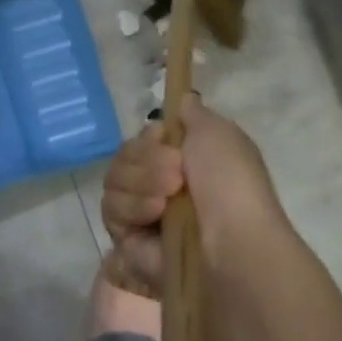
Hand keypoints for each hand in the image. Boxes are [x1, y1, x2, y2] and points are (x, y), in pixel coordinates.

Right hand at [99, 96, 287, 292]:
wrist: (230, 241)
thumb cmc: (230, 184)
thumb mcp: (218, 132)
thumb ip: (192, 113)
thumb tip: (181, 99)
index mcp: (185, 161)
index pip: (144, 139)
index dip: (149, 137)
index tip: (163, 138)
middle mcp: (161, 185)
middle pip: (124, 155)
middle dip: (146, 160)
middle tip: (176, 173)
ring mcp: (142, 212)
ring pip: (113, 179)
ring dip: (141, 182)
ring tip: (167, 199)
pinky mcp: (126, 239)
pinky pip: (111, 208)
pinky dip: (132, 207)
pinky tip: (154, 216)